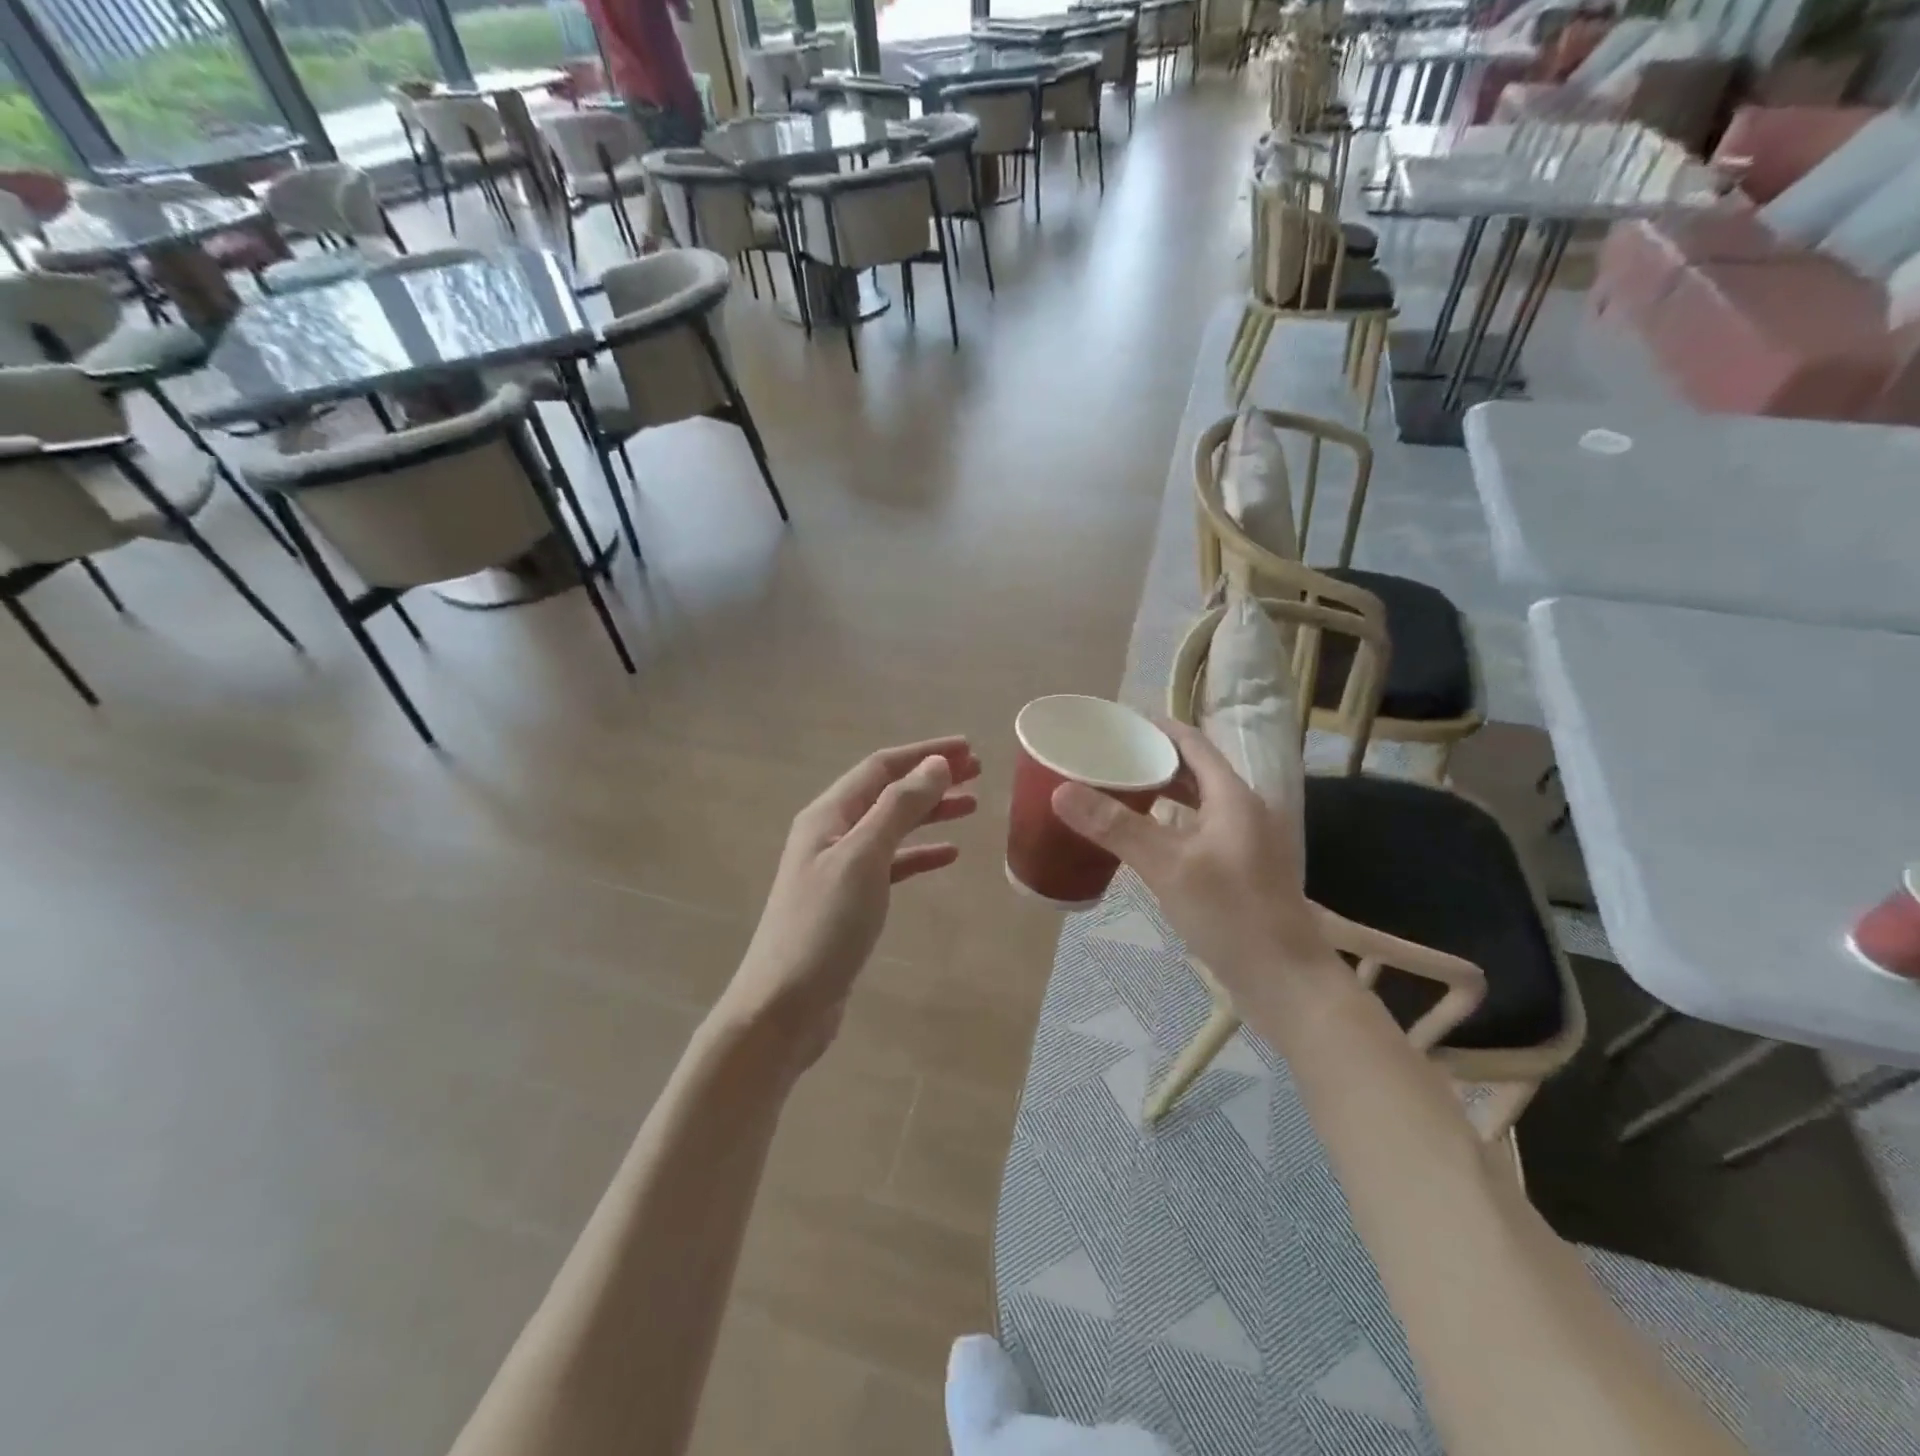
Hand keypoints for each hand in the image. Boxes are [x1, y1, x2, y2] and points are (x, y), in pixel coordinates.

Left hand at [721, 737, 980, 1073]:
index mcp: (828, 815)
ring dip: (929, 813)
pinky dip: (919, 855)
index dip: (924, 753)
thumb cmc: (823, 926)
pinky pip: (891, 865)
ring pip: (892, 827)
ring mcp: (839, 869)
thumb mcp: (863, 858)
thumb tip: (935, 764)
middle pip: (887, 793)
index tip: (968, 748)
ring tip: (971, 806)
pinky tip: (948, 855)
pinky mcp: (850, 902)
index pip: (881, 767)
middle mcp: (831, 834)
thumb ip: (898, 808)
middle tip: (978, 773)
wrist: (783, 1006)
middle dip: (931, 778)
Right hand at [1051, 718, 1326, 995]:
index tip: (1116, 723)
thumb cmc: (1231, 915)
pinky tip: (1144, 841)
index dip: (1157, 728)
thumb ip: (1116, 827)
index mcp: (1233, 797)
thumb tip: (1061, 790)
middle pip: (1195, 771)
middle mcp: (1243, 812)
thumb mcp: (1168, 867)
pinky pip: (1199, 831)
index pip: (1192, 744)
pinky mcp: (1239, 872)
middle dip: (1153, 760)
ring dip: (1161, 793)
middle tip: (1107, 759)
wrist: (1286, 984)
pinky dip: (1170, 824)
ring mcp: (1244, 844)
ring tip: (1117, 792)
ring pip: (1197, 804)